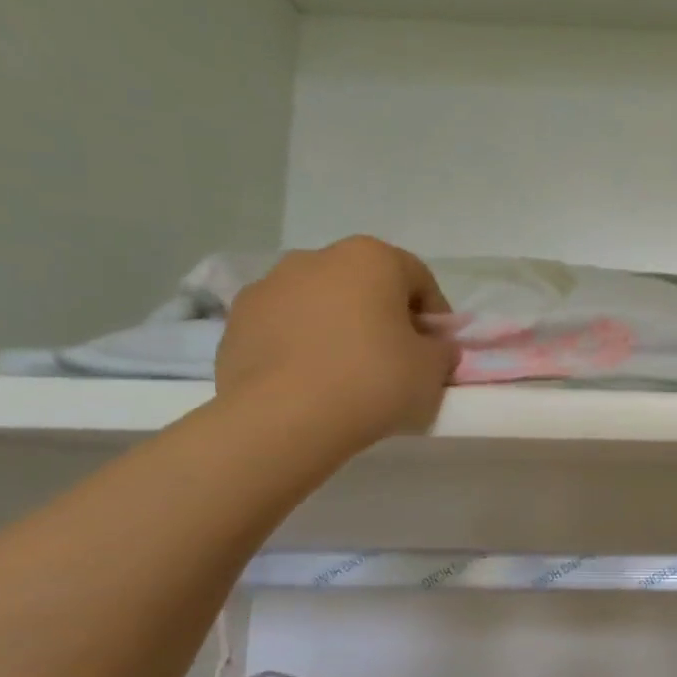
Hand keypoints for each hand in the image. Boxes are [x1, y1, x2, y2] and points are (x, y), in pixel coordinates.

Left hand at [215, 237, 457, 456]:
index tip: (437, 352)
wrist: (282, 419)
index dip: (435, 317)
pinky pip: (285, 328)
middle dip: (383, 317)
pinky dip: (301, 347)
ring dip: (339, 329)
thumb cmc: (372, 381)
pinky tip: (310, 383)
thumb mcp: (433, 369)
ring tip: (346, 376)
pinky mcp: (235, 321)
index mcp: (371, 257)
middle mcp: (317, 258)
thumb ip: (441, 349)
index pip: (419, 279)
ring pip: (321, 304)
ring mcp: (269, 286)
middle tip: (395, 362)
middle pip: (366, 286)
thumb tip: (432, 346)